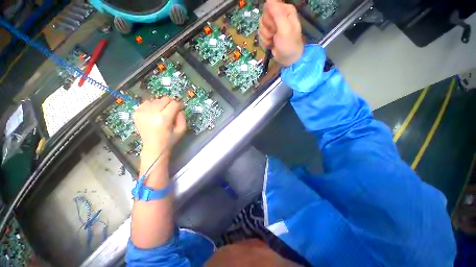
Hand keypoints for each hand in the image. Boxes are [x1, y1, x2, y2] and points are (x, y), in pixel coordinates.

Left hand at [133, 97, 186, 158]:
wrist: (153, 147)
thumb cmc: (169, 139)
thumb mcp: (182, 130)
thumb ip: (182, 117)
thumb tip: (179, 109)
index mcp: (163, 119)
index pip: (174, 104)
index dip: (179, 105)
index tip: (180, 109)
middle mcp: (151, 113)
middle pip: (165, 99)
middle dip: (171, 103)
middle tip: (172, 111)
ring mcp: (142, 112)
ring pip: (156, 100)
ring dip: (161, 104)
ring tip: (162, 113)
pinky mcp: (136, 113)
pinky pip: (147, 102)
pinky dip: (152, 106)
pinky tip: (154, 113)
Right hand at [259, 0, 303, 66]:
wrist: (288, 59)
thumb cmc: (289, 44)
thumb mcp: (285, 28)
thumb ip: (277, 13)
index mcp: (284, 10)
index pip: (269, 7)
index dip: (269, 18)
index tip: (274, 26)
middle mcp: (278, 16)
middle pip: (263, 17)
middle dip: (267, 29)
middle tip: (274, 35)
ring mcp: (272, 26)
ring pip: (260, 27)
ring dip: (265, 37)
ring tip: (273, 41)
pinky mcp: (268, 35)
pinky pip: (260, 36)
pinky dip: (264, 42)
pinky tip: (270, 45)